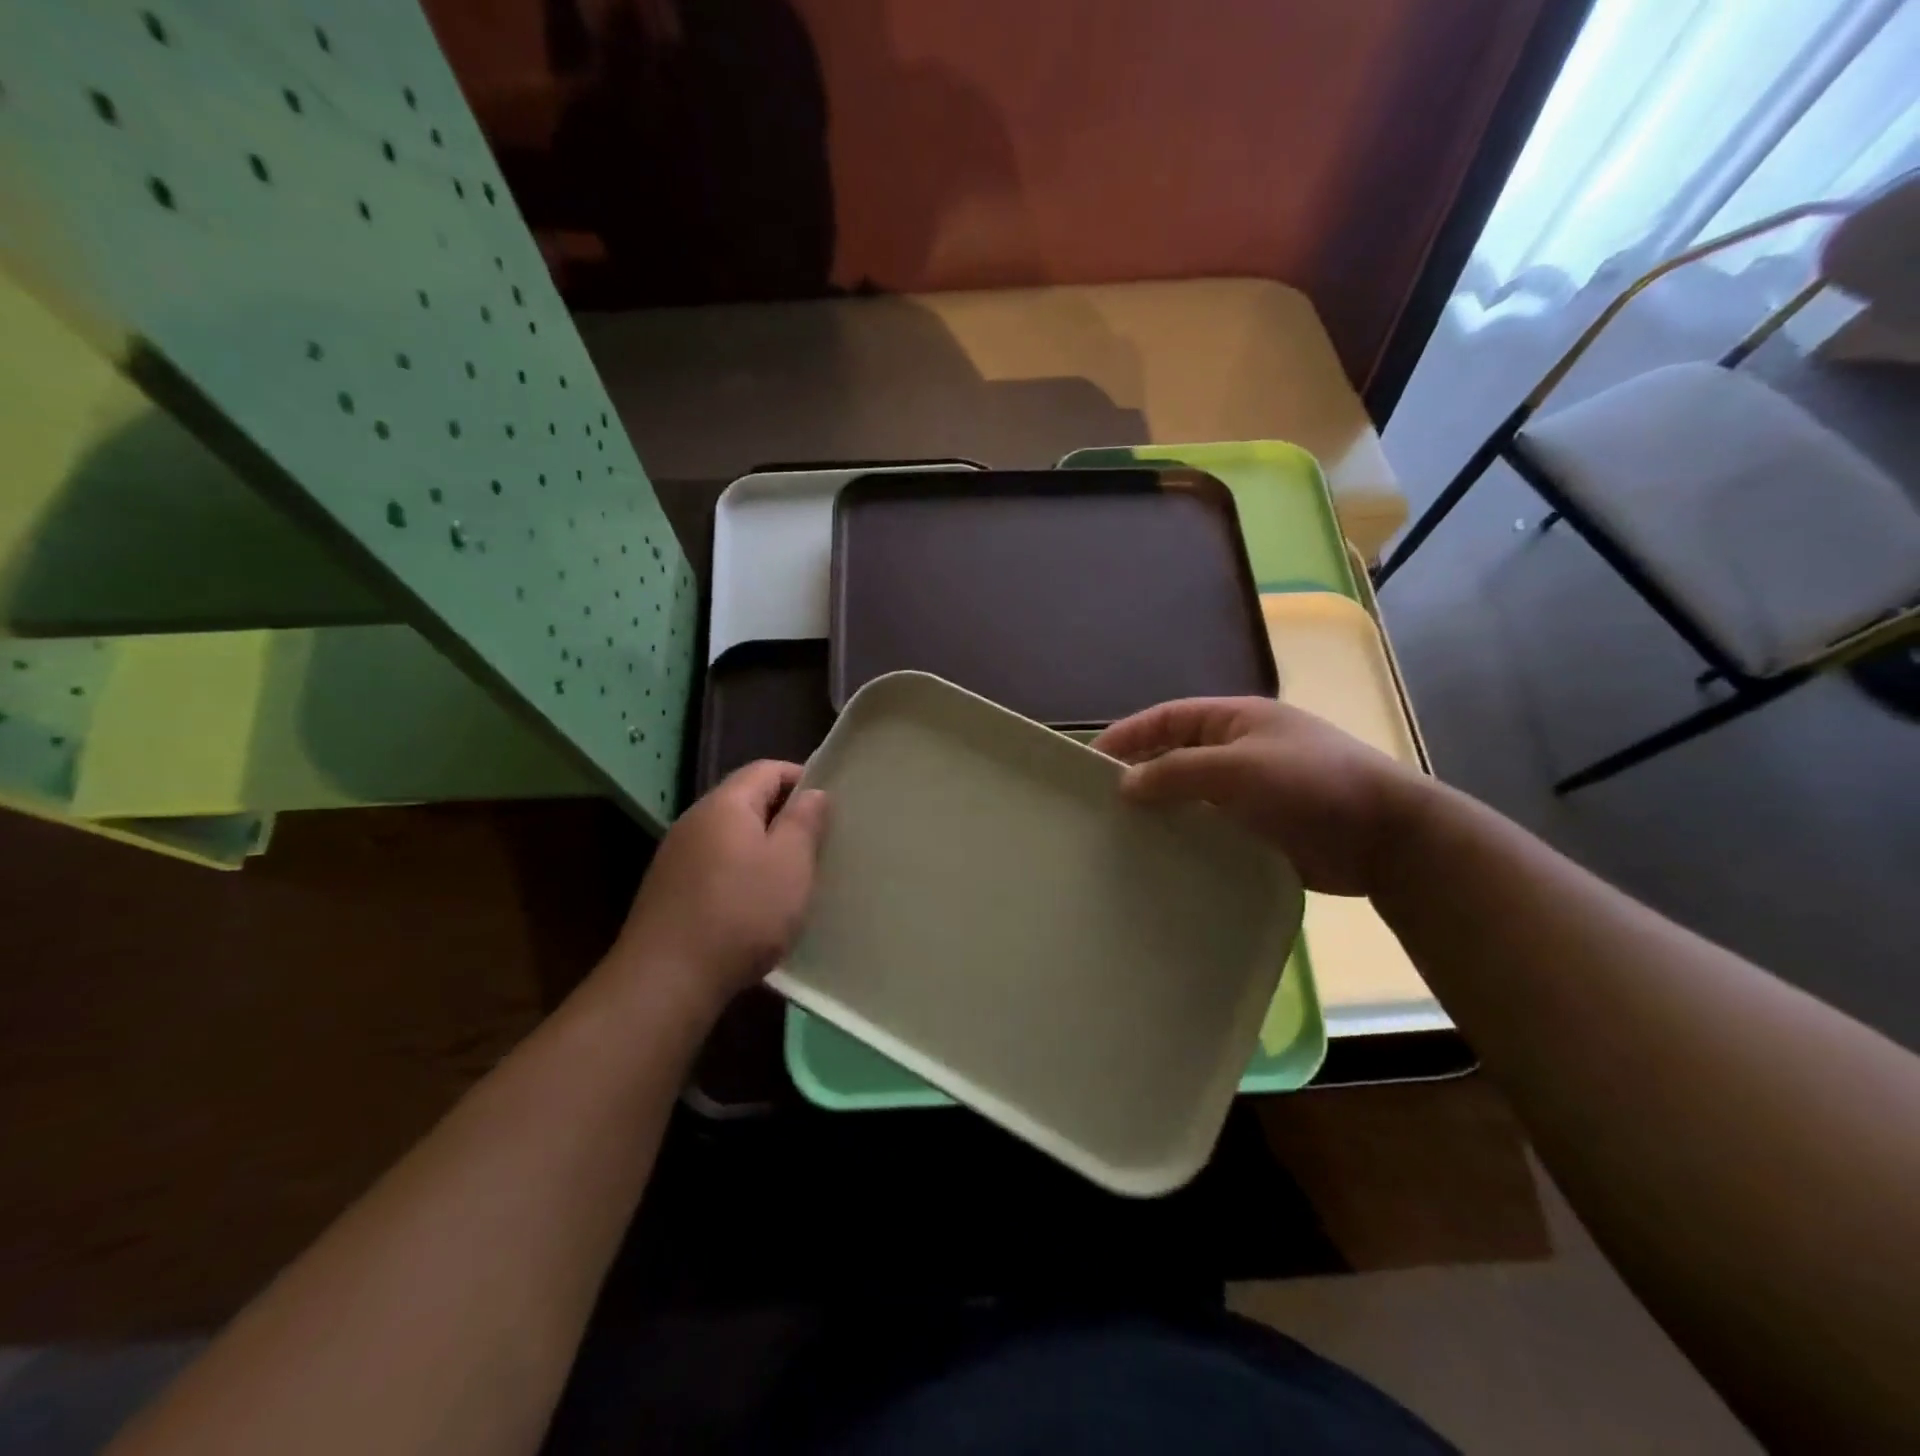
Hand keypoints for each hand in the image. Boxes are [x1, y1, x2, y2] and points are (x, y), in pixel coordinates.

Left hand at [608, 761, 827, 1009]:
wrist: (665, 981)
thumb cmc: (741, 914)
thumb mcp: (790, 864)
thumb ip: (804, 821)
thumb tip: (813, 791)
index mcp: (725, 805)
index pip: (767, 769)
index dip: (802, 778)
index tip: (830, 804)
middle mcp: (694, 820)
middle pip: (745, 800)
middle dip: (783, 814)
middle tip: (817, 841)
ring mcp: (676, 856)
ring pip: (729, 835)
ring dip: (762, 846)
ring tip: (791, 874)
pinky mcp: (668, 889)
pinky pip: (714, 864)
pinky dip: (740, 871)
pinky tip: (755, 903)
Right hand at [1092, 698, 1432, 895]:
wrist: (1387, 837)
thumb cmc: (1311, 785)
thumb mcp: (1239, 768)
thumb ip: (1177, 771)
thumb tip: (1125, 784)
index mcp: (1235, 720)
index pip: (1168, 718)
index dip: (1129, 734)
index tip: (1091, 760)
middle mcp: (1239, 750)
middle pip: (1176, 755)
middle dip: (1140, 774)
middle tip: (1100, 804)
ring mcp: (1252, 791)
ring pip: (1192, 795)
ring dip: (1162, 810)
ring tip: (1123, 834)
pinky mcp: (1261, 829)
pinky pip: (1211, 827)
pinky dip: (1187, 836)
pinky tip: (1163, 857)